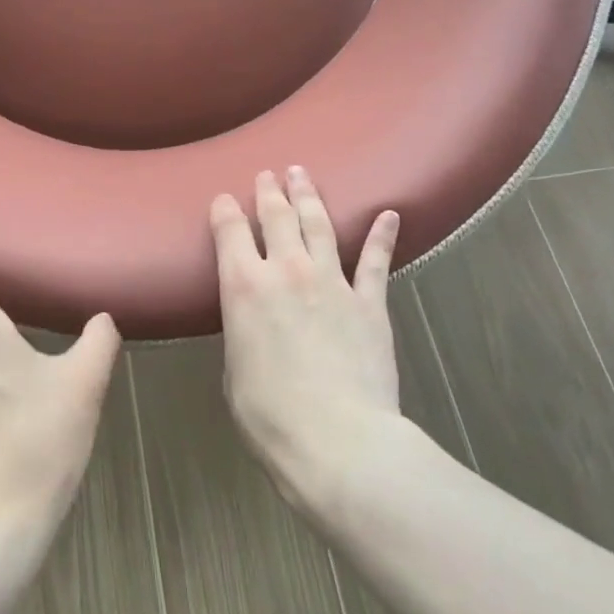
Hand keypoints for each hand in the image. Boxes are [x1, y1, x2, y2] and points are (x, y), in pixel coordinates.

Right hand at [211, 168, 404, 519]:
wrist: (337, 439)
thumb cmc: (269, 415)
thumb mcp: (234, 370)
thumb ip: (243, 332)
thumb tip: (254, 323)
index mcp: (242, 287)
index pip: (230, 232)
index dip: (225, 211)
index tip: (224, 200)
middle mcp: (286, 271)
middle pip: (277, 217)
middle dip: (269, 192)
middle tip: (268, 174)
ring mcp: (332, 282)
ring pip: (319, 225)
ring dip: (309, 198)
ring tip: (302, 176)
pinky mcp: (370, 302)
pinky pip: (375, 261)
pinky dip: (382, 236)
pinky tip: (388, 215)